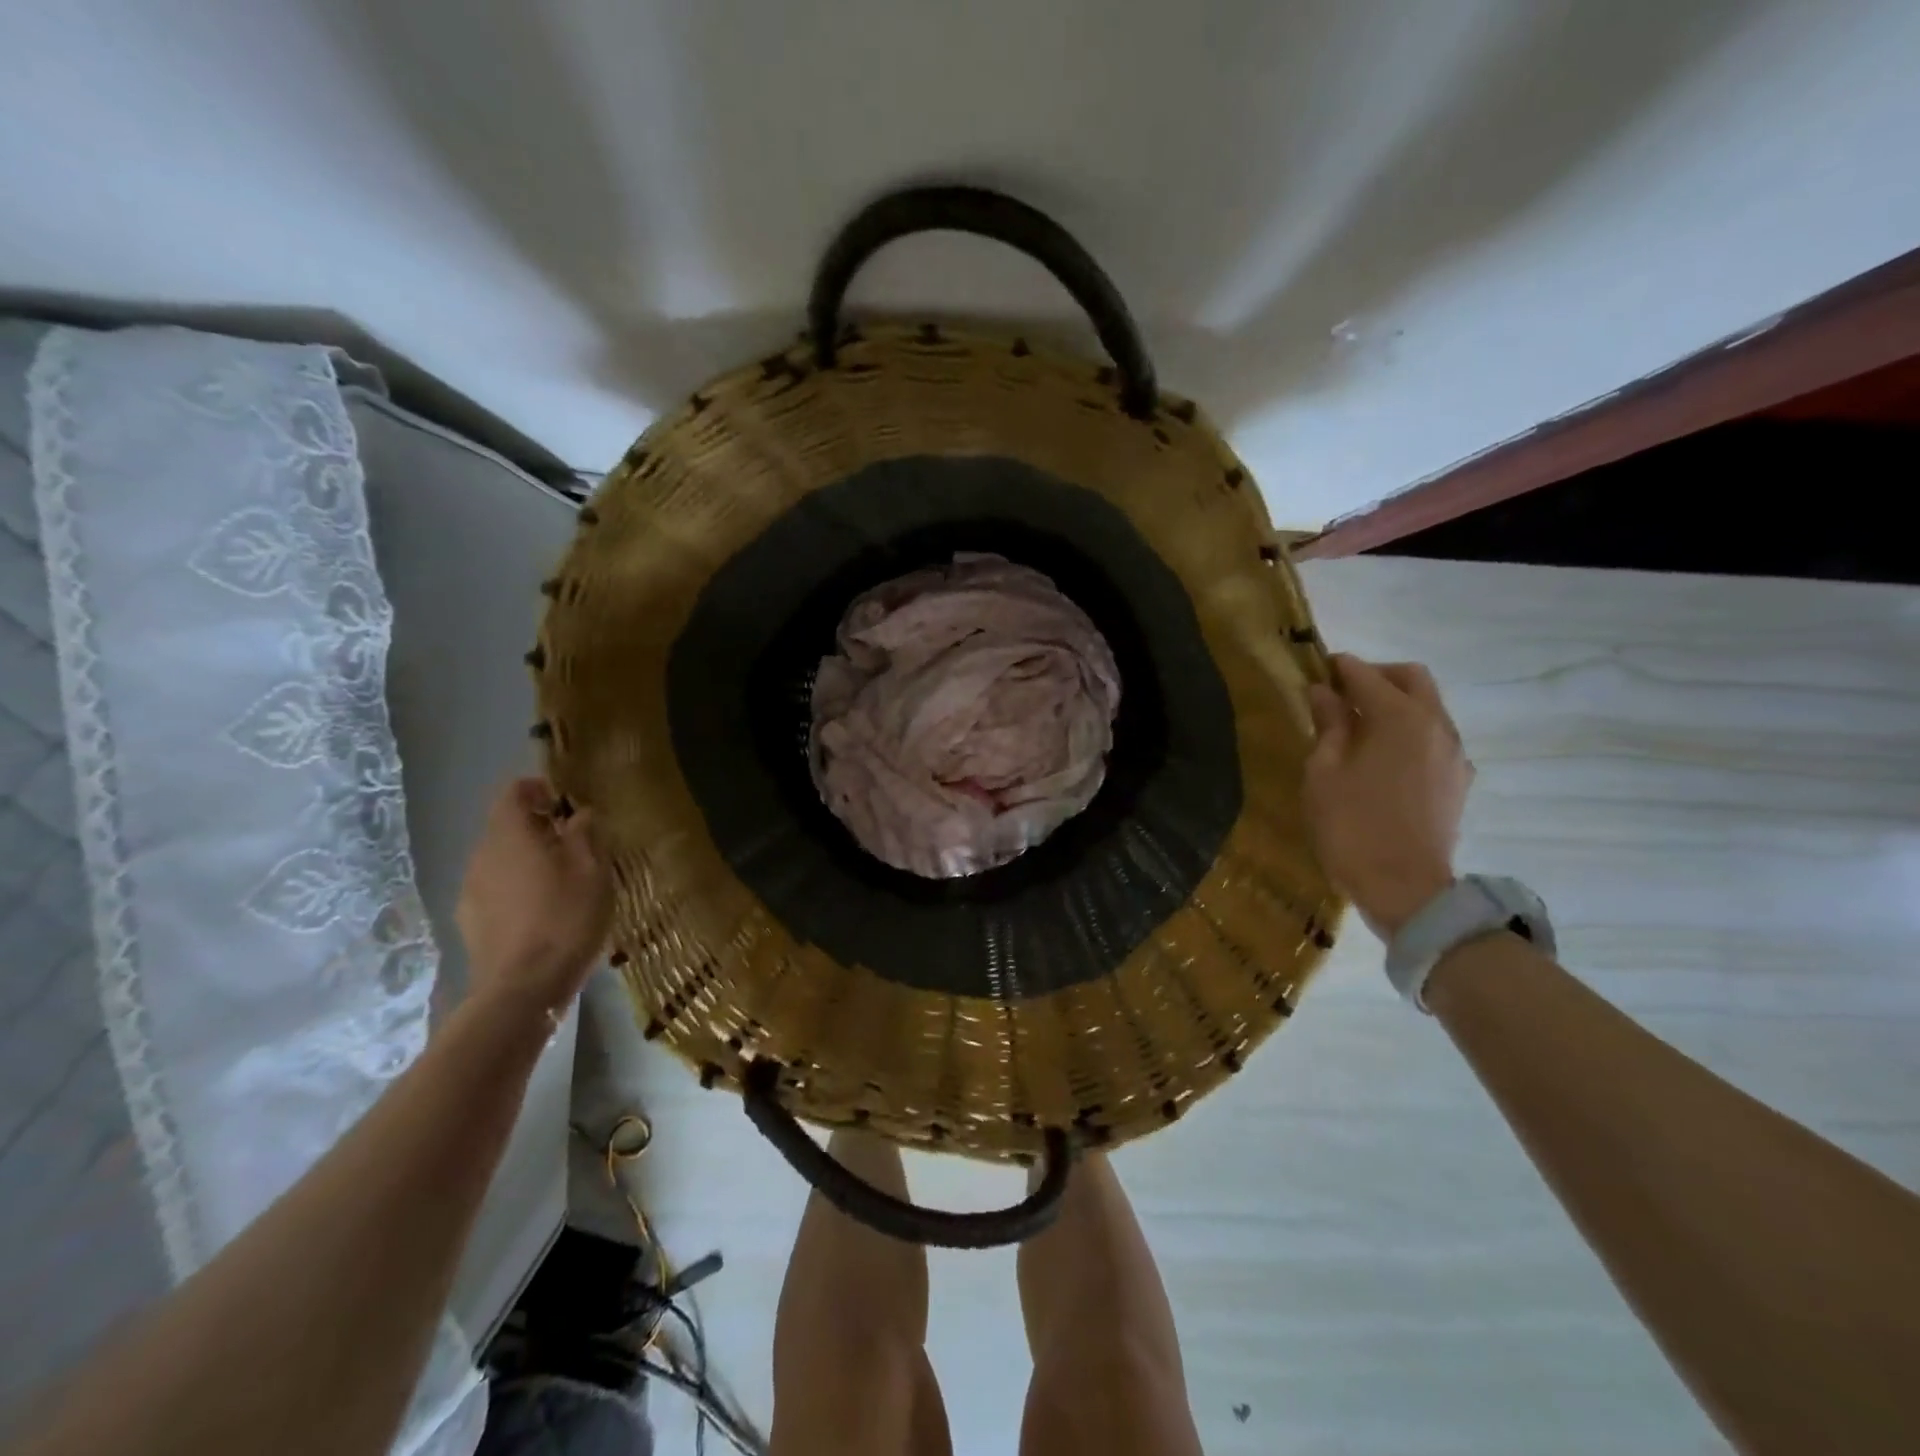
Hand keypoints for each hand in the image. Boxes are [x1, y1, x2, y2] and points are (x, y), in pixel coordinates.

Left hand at [456, 778, 611, 1009]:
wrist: (523, 988)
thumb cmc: (566, 917)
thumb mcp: (593, 869)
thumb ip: (586, 832)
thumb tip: (579, 813)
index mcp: (509, 834)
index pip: (514, 791)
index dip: (540, 788)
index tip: (568, 805)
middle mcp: (481, 855)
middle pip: (507, 826)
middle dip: (539, 829)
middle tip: (576, 847)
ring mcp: (470, 890)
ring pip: (502, 860)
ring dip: (529, 861)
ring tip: (563, 884)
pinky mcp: (470, 922)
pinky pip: (496, 890)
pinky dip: (518, 890)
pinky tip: (543, 914)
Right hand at [1303, 655, 1471, 939]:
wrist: (1405, 888)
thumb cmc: (1351, 826)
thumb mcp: (1324, 772)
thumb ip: (1328, 725)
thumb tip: (1325, 693)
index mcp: (1399, 717)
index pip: (1365, 675)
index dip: (1339, 668)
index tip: (1316, 669)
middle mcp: (1436, 725)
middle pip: (1411, 678)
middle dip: (1376, 676)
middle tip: (1341, 692)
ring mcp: (1453, 753)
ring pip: (1428, 706)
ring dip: (1396, 703)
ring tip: (1359, 726)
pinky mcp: (1458, 779)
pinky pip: (1434, 736)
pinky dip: (1409, 731)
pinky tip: (1383, 756)